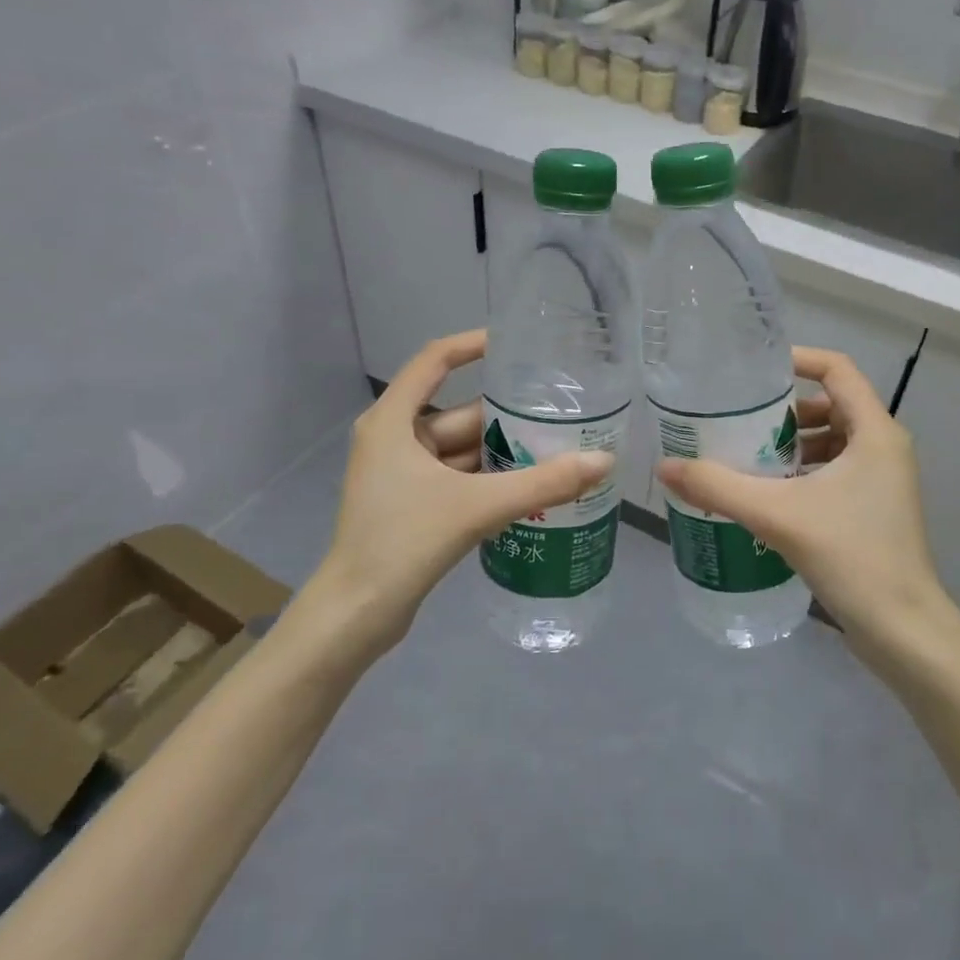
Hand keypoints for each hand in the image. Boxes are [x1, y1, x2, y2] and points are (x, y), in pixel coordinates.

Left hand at [293, 331, 614, 654]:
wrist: (356, 614)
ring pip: (462, 449)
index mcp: (393, 421)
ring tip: (557, 449)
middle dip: (507, 416)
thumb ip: (542, 483)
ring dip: (503, 452)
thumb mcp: (477, 507)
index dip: (474, 345)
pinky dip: (489, 479)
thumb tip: (602, 461)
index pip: (435, 361)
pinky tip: (530, 486)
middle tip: (560, 412)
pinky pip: (458, 476)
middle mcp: (394, 438)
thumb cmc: (403, 542)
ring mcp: (401, 473)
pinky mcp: (411, 503)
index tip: (515, 344)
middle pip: (459, 413)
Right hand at [656, 348, 956, 649]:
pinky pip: (836, 471)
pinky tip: (769, 495)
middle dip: (785, 410)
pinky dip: (804, 471)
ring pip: (833, 440)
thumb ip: (719, 487)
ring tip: (747, 458)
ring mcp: (883, 480)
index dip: (797, 359)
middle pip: (832, 404)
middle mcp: (884, 447)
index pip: (838, 369)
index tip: (754, 372)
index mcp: (875, 432)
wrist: (903, 630)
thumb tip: (666, 467)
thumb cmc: (851, 556)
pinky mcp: (875, 508)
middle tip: (740, 422)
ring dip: (793, 444)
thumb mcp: (778, 515)